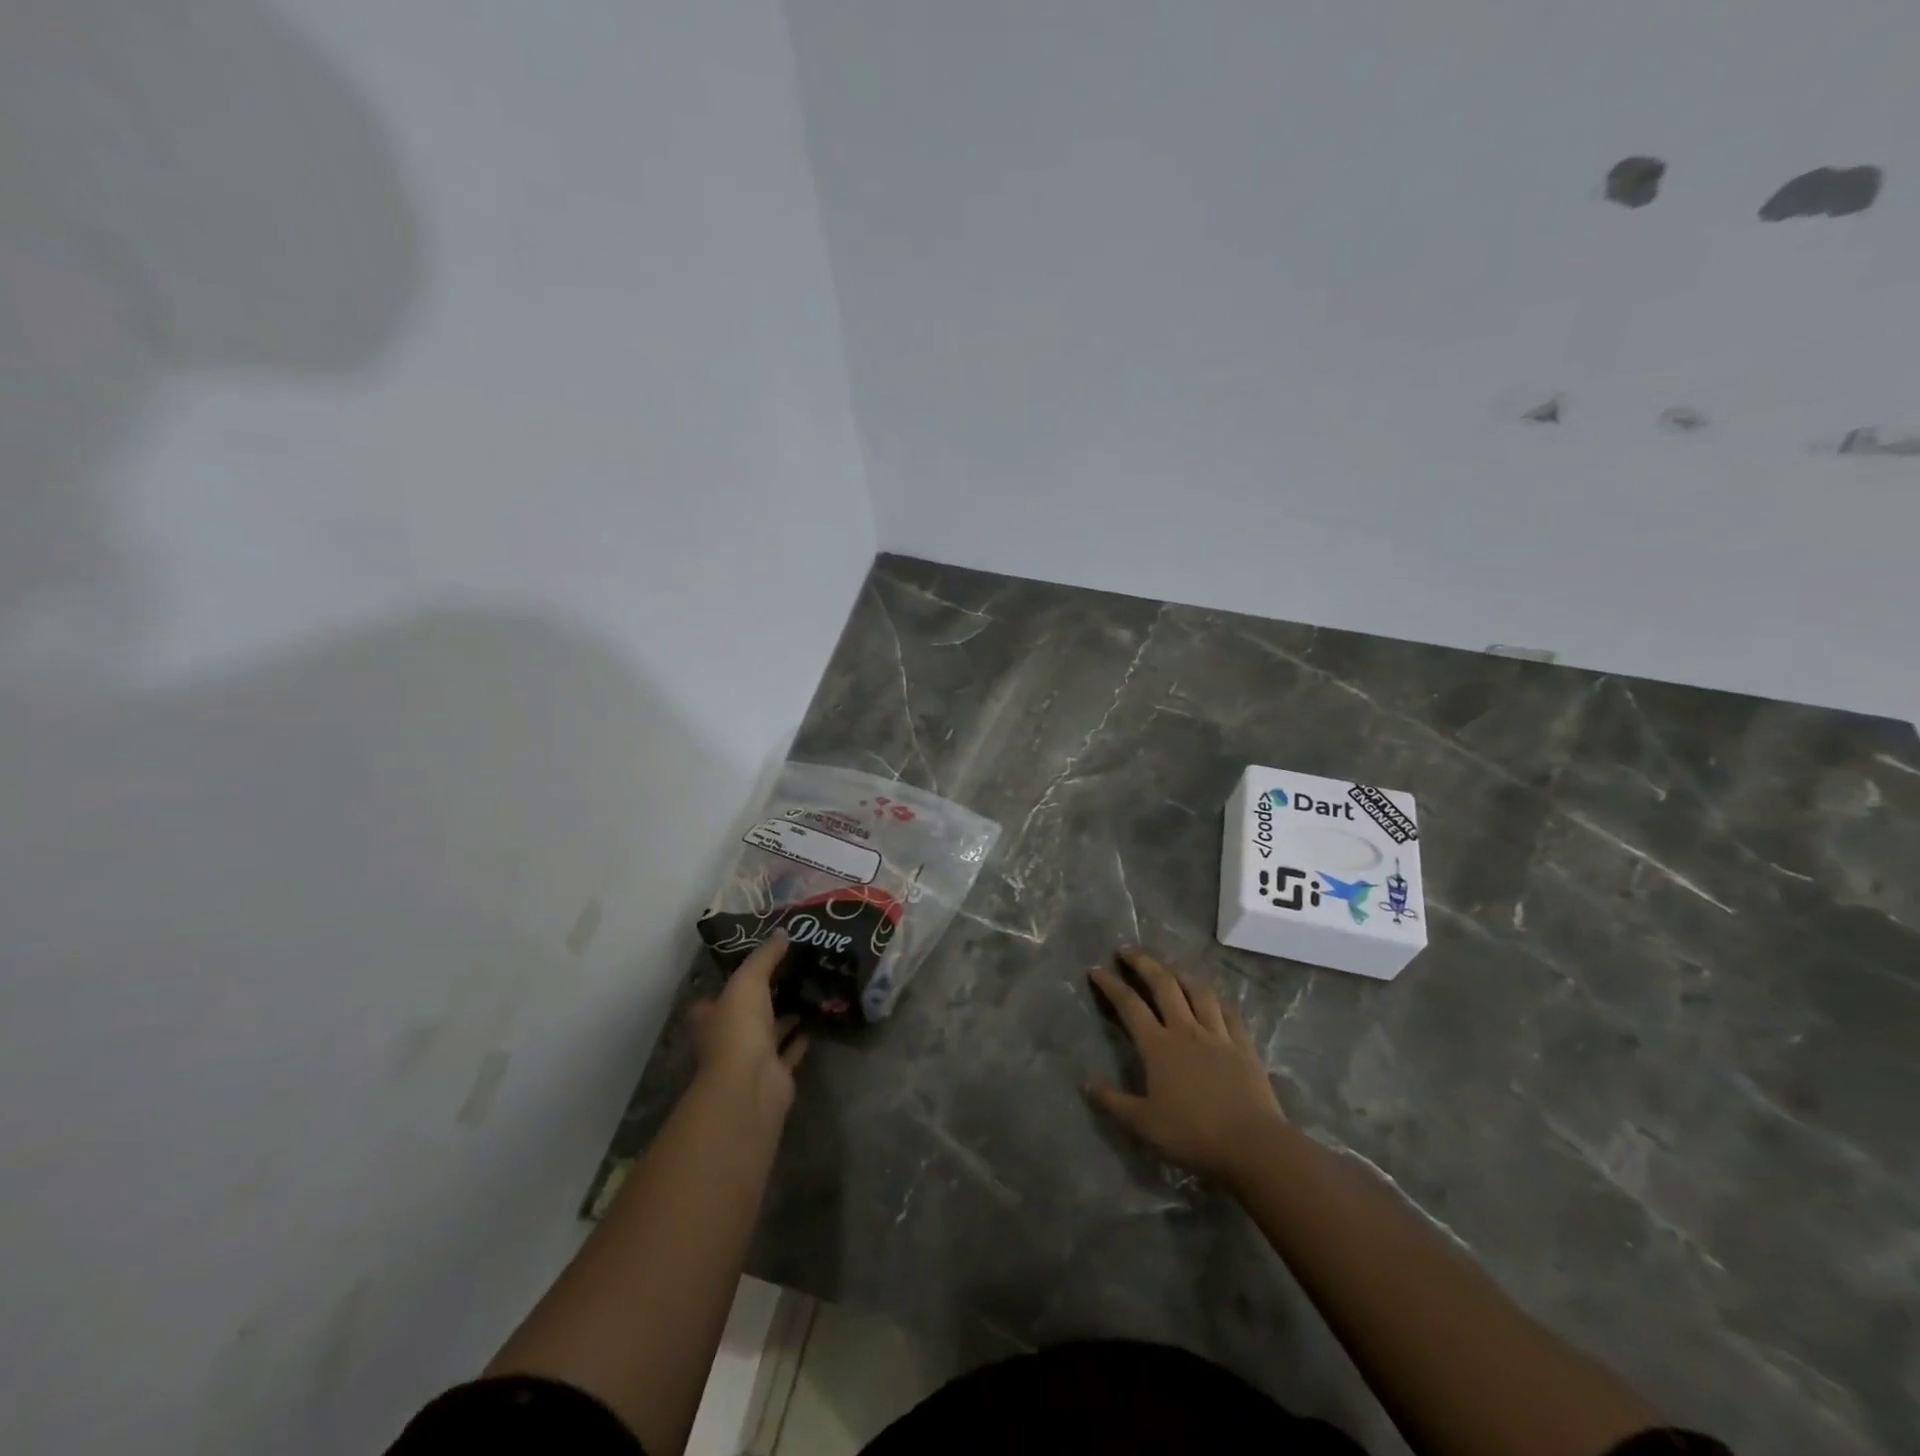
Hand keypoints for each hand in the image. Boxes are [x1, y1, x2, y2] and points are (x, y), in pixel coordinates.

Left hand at [688, 934, 807, 1117]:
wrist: (750, 1086)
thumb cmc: (738, 1029)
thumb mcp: (748, 981)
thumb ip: (764, 957)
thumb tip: (782, 932)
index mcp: (711, 1016)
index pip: (719, 994)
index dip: (735, 979)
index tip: (760, 961)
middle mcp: (728, 1037)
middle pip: (747, 1012)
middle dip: (766, 996)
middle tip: (793, 970)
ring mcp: (751, 1058)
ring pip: (770, 1030)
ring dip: (786, 1015)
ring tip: (810, 989)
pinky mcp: (775, 1074)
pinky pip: (790, 1050)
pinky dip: (800, 1038)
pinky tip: (816, 1019)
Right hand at [1086, 947, 1286, 1182]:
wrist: (1252, 1144)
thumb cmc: (1193, 1134)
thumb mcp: (1144, 1124)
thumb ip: (1114, 1102)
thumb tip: (1086, 1083)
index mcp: (1158, 1046)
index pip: (1129, 1005)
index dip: (1111, 984)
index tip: (1096, 969)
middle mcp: (1186, 1030)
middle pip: (1163, 985)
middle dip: (1143, 963)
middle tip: (1128, 950)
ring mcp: (1217, 1034)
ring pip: (1198, 991)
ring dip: (1180, 973)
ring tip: (1169, 966)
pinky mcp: (1243, 1045)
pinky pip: (1229, 1012)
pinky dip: (1216, 999)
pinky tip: (1212, 996)